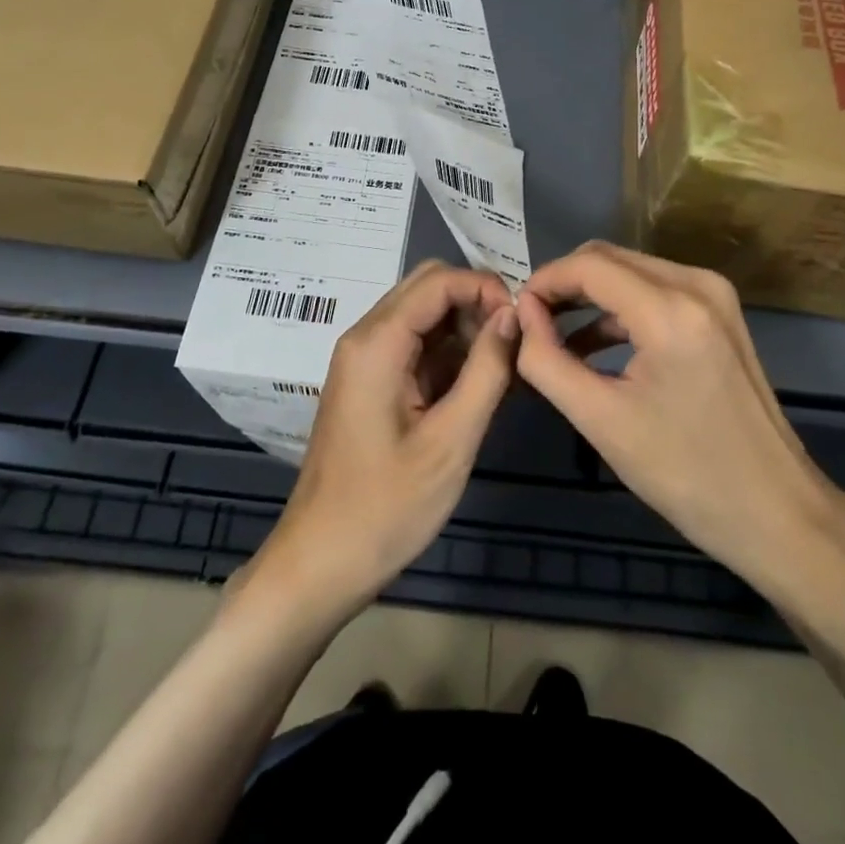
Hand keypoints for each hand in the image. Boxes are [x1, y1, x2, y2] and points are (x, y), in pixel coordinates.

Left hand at [247, 261, 516, 622]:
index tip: (523, 323)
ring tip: (504, 369)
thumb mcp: (451, 440)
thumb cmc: (387, 507)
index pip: (438, 281)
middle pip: (428, 288)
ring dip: (465, 329)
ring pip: (423, 315)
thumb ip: (487, 369)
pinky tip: (479, 386)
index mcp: (377, 342)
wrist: (321, 562)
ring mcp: (364, 360)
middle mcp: (366, 337)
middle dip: (476, 303)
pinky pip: (414, 346)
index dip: (485, 288)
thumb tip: (513, 313)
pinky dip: (449, 354)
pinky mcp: (370, 382)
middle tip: (513, 344)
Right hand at [516, 242, 844, 607]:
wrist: (776, 512)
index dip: (544, 282)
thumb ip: (547, 360)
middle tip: (530, 324)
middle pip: (609, 259)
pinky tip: (595, 346)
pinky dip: (619, 309)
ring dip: (590, 296)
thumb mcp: (600, 420)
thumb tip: (521, 314)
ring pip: (631, 271)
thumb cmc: (685, 473)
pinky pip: (655, 290)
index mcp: (670, 309)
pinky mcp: (721, 312)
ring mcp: (714, 295)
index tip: (515, 313)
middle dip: (564, 285)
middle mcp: (696, 285)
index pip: (588, 266)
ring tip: (554, 337)